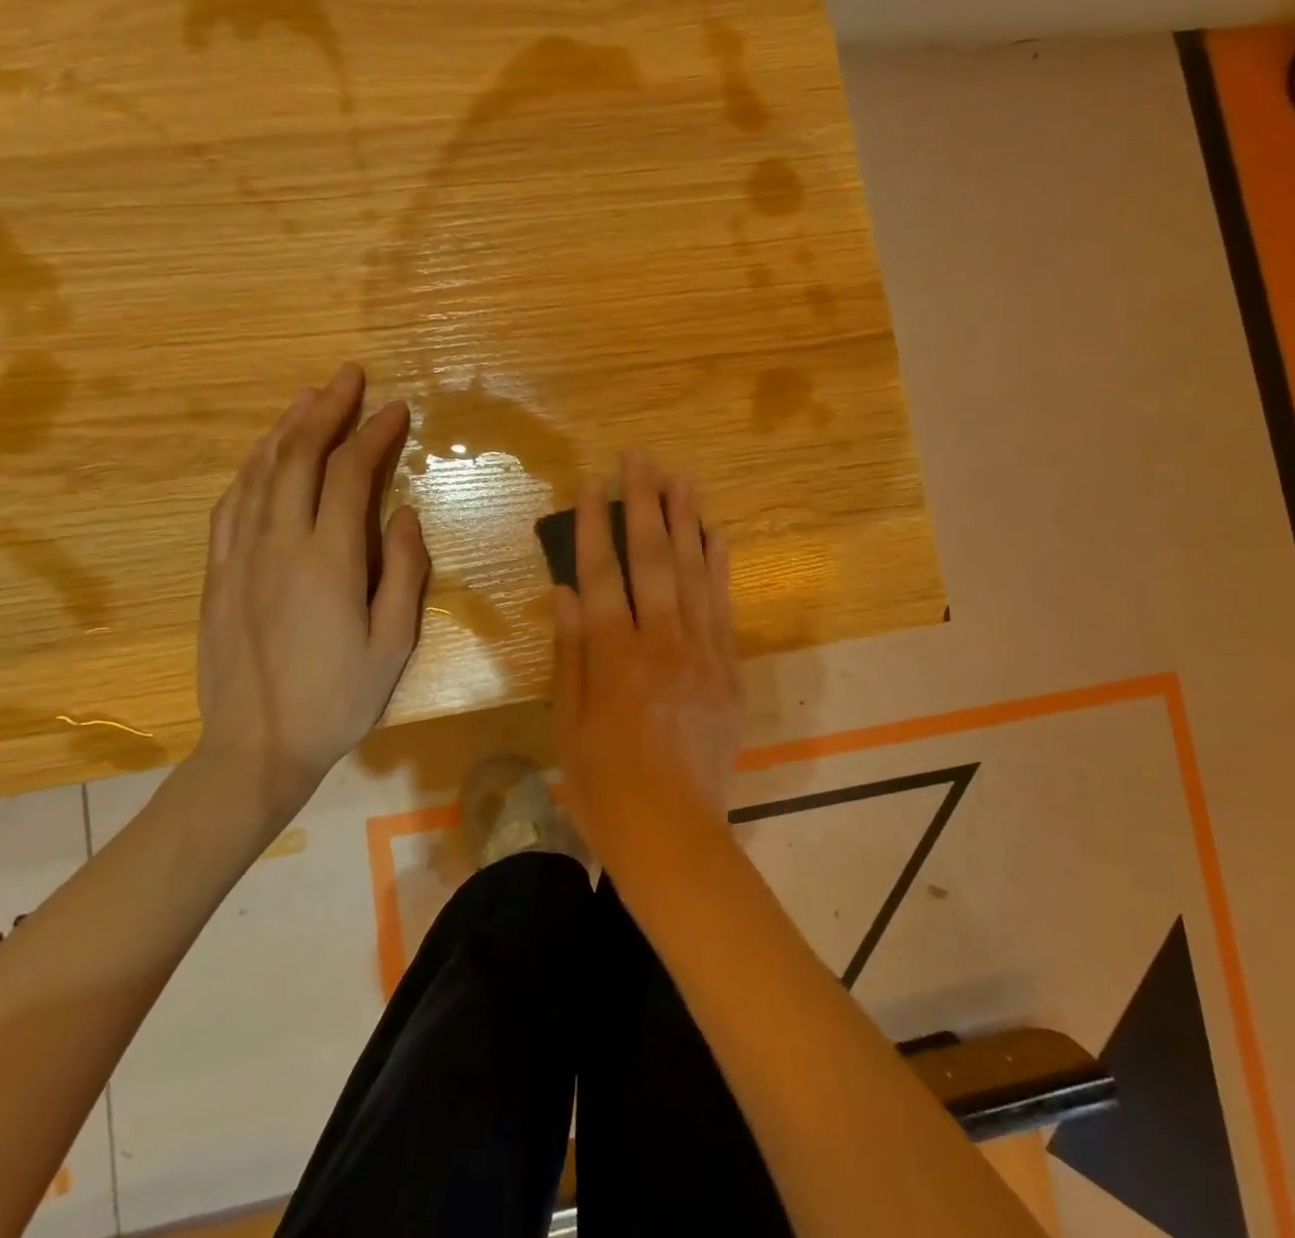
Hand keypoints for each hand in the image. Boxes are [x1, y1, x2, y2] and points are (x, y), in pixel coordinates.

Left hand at [195, 364, 428, 820]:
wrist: (255, 749)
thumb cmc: (338, 699)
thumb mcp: (393, 643)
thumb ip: (404, 572)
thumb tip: (406, 513)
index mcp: (328, 561)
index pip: (350, 475)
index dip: (373, 434)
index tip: (396, 408)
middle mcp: (278, 545)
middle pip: (298, 457)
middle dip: (325, 410)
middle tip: (348, 378)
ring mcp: (239, 557)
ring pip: (259, 473)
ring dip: (285, 429)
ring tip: (307, 399)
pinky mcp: (217, 574)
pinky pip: (230, 505)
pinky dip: (251, 469)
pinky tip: (263, 457)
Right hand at [551, 451, 741, 867]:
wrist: (674, 835)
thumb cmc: (606, 786)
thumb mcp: (568, 725)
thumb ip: (571, 655)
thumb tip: (565, 593)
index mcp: (615, 658)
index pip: (602, 576)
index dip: (595, 528)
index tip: (591, 486)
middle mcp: (662, 644)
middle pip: (653, 561)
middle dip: (645, 505)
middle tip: (641, 459)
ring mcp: (702, 654)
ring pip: (695, 574)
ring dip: (687, 522)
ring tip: (681, 479)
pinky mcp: (729, 670)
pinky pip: (724, 607)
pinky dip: (720, 567)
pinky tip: (716, 535)